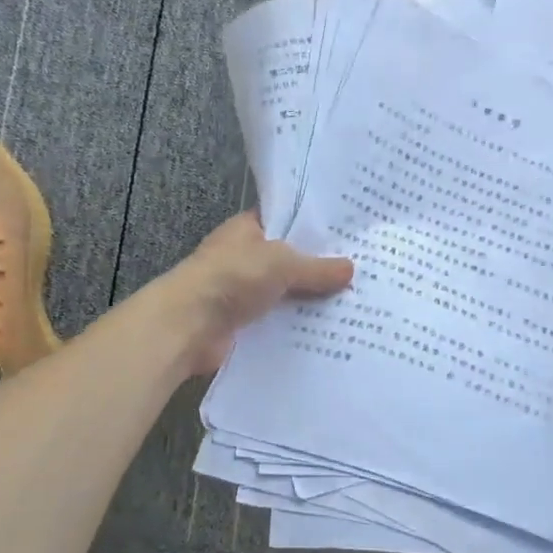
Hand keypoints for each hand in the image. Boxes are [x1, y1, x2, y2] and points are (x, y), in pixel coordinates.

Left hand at [164, 213, 353, 374]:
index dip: (313, 226)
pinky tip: (331, 332)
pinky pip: (279, 322)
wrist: (188, 325)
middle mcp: (244, 258)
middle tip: (363, 271)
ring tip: (356, 304)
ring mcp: (242, 293)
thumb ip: (316, 267)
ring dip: (311, 301)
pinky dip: (298, 327)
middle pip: (289, 261)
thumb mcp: (281, 263)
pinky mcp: (244, 325)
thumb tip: (351, 269)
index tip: (348, 234)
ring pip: (286, 294)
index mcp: (246, 230)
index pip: (284, 221)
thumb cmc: (232, 277)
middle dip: (319, 268)